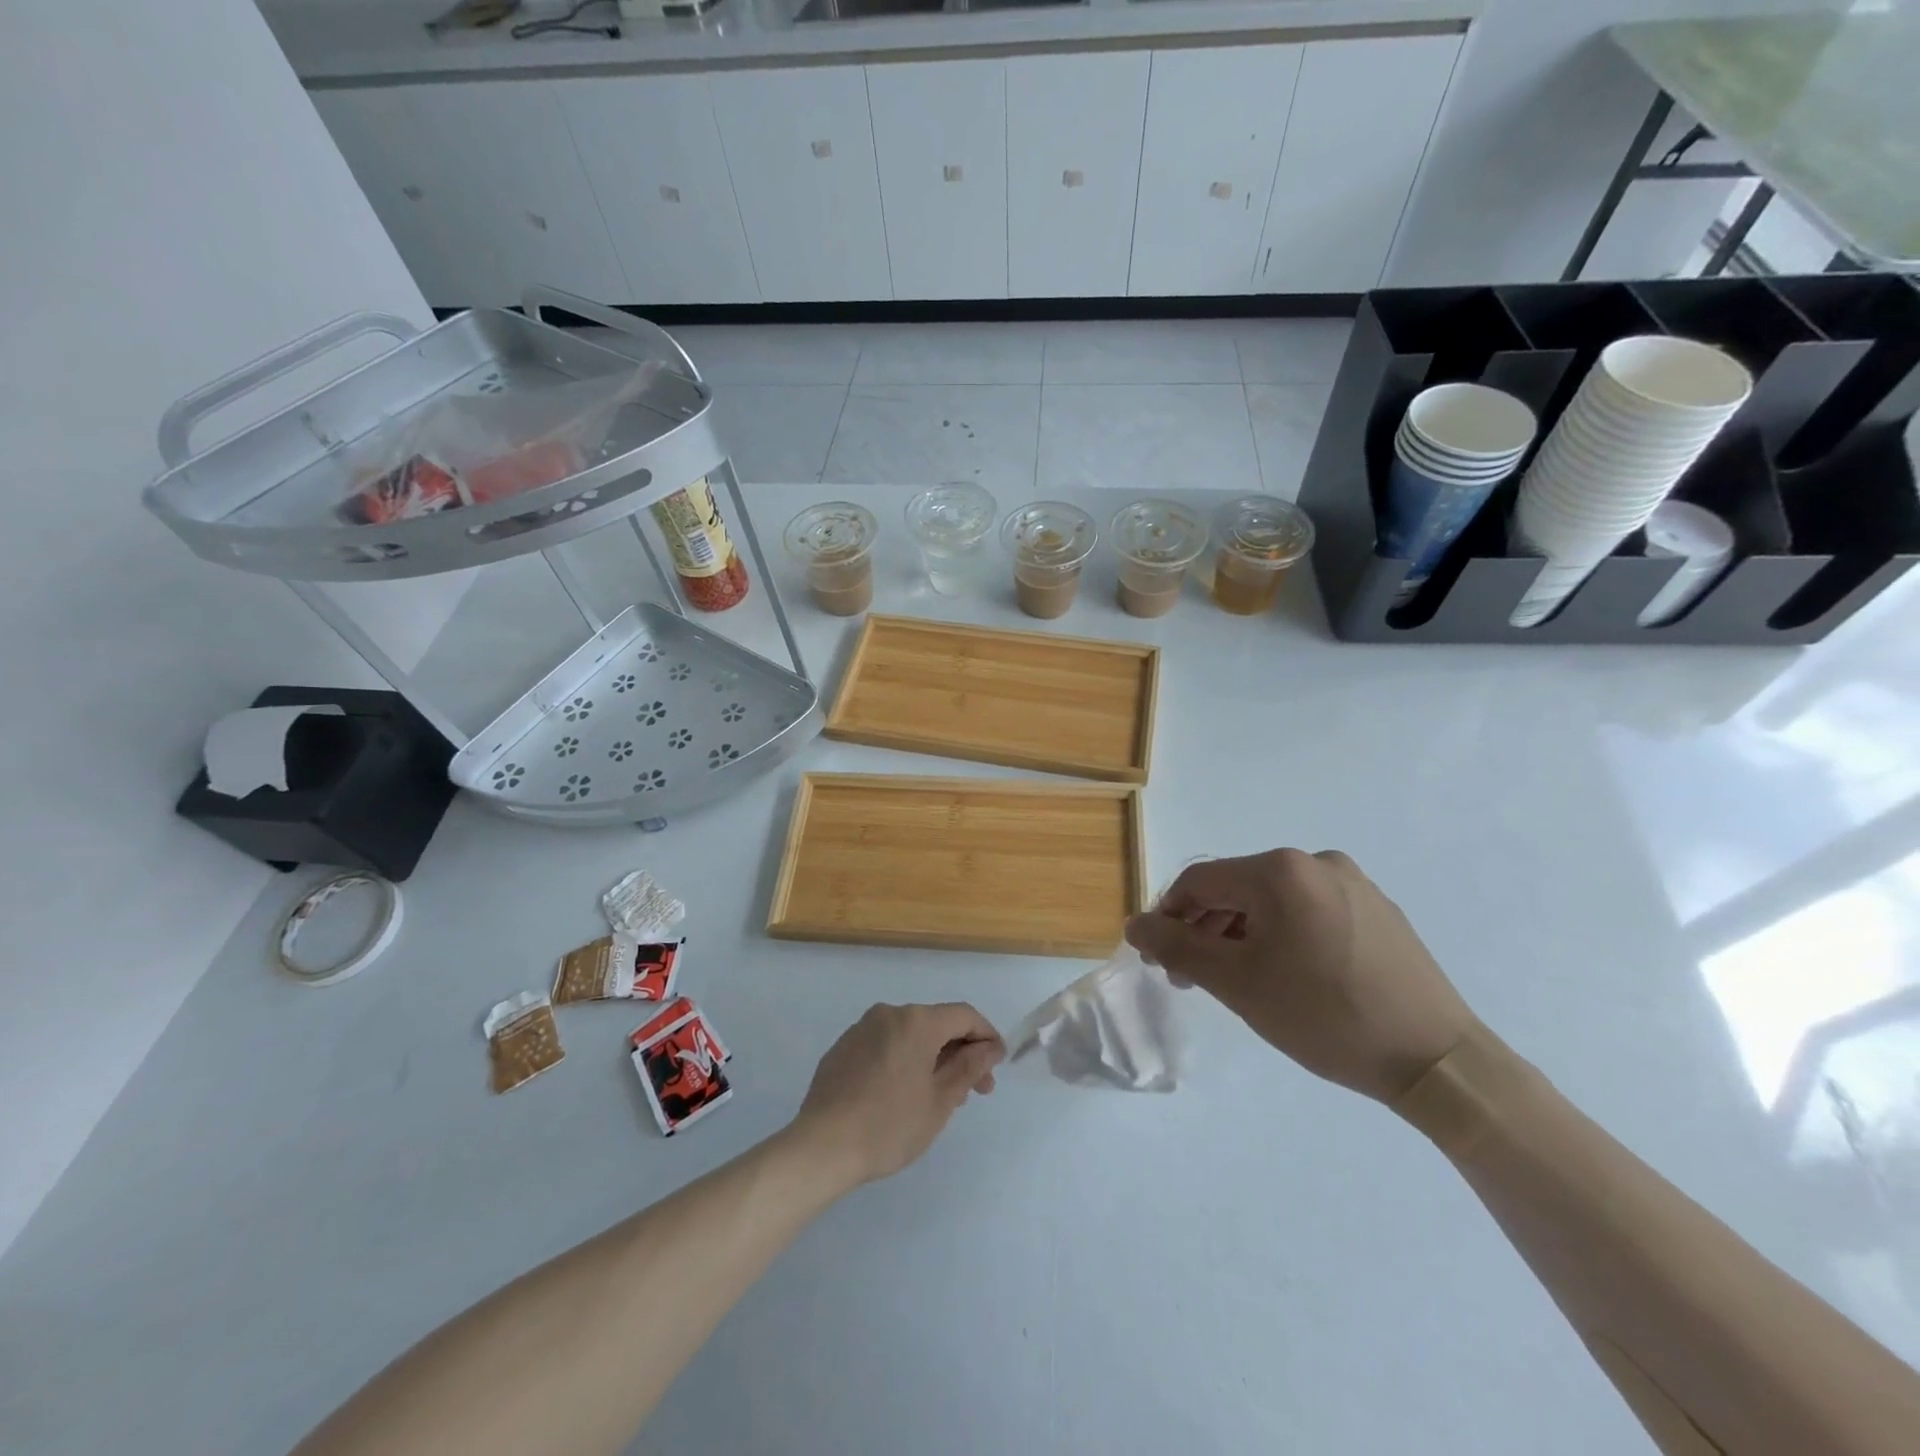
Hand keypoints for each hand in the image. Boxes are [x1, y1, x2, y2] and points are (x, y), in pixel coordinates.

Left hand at [791, 1003, 1004, 1186]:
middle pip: (936, 1024)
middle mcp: (889, 1013)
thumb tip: (989, 1047)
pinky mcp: (843, 1048)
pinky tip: (902, 1094)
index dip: (986, 1036)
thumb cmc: (889, 1125)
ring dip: (932, 1058)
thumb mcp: (940, 1101)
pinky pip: (885, 1045)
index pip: (964, 1015)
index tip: (996, 1066)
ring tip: (939, 1097)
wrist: (822, 1146)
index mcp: (916, 1021)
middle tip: (974, 1091)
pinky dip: (903, 1061)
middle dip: (960, 1053)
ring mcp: (862, 1028)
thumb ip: (969, 1068)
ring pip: (910, 1035)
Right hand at [1124, 850, 1476, 1102]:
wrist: (1437, 1060)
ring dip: (1243, 934)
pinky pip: (1310, 911)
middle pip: (1236, 889)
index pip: (1199, 881)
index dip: (1168, 916)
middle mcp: (1316, 862)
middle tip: (1194, 978)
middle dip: (1206, 929)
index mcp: (1279, 871)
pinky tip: (1289, 976)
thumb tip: (1135, 924)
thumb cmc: (1325, 1015)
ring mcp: (1353, 884)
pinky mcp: (1379, 910)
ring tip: (1239, 980)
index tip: (1159, 959)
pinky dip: (1284, 935)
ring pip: (1273, 901)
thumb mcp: (1237, 984)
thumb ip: (1176, 948)